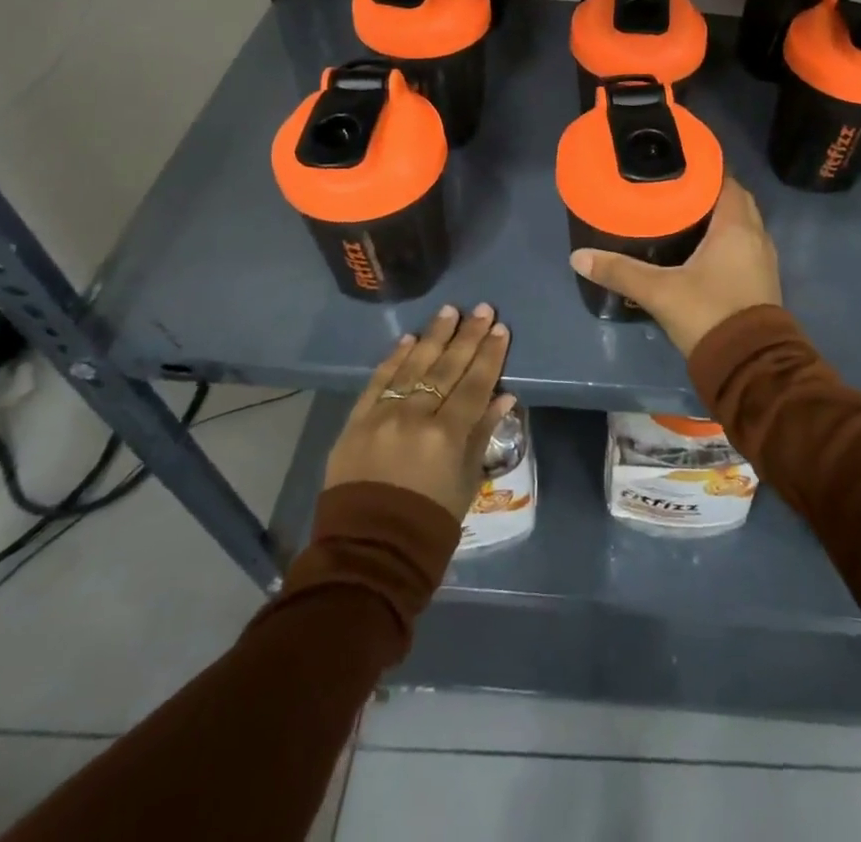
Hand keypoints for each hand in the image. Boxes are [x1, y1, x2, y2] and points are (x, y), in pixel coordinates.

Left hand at [324, 304, 516, 521]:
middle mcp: (416, 416)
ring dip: (433, 336)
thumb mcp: (466, 482)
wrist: (368, 552)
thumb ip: (482, 434)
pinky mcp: (356, 422)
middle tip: (483, 309)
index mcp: (447, 435)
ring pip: (413, 366)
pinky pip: (378, 381)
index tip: (501, 329)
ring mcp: (382, 416)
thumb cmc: (429, 523)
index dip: (490, 355)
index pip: (475, 383)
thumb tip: (503, 397)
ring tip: (449, 311)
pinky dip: (394, 358)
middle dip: (468, 336)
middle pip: (447, 367)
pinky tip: (408, 339)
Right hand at [569, 176, 781, 358]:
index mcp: (736, 226)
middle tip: (673, 189)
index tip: (676, 164)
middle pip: (733, 200)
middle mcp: (756, 235)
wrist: (750, 366)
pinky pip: (743, 245)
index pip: (726, 180)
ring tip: (683, 214)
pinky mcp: (762, 280)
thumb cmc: (709, 314)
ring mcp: (762, 259)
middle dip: (707, 192)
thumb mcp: (659, 292)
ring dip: (718, 217)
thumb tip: (578, 257)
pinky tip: (700, 248)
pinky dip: (725, 238)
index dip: (704, 169)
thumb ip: (620, 271)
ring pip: (741, 224)